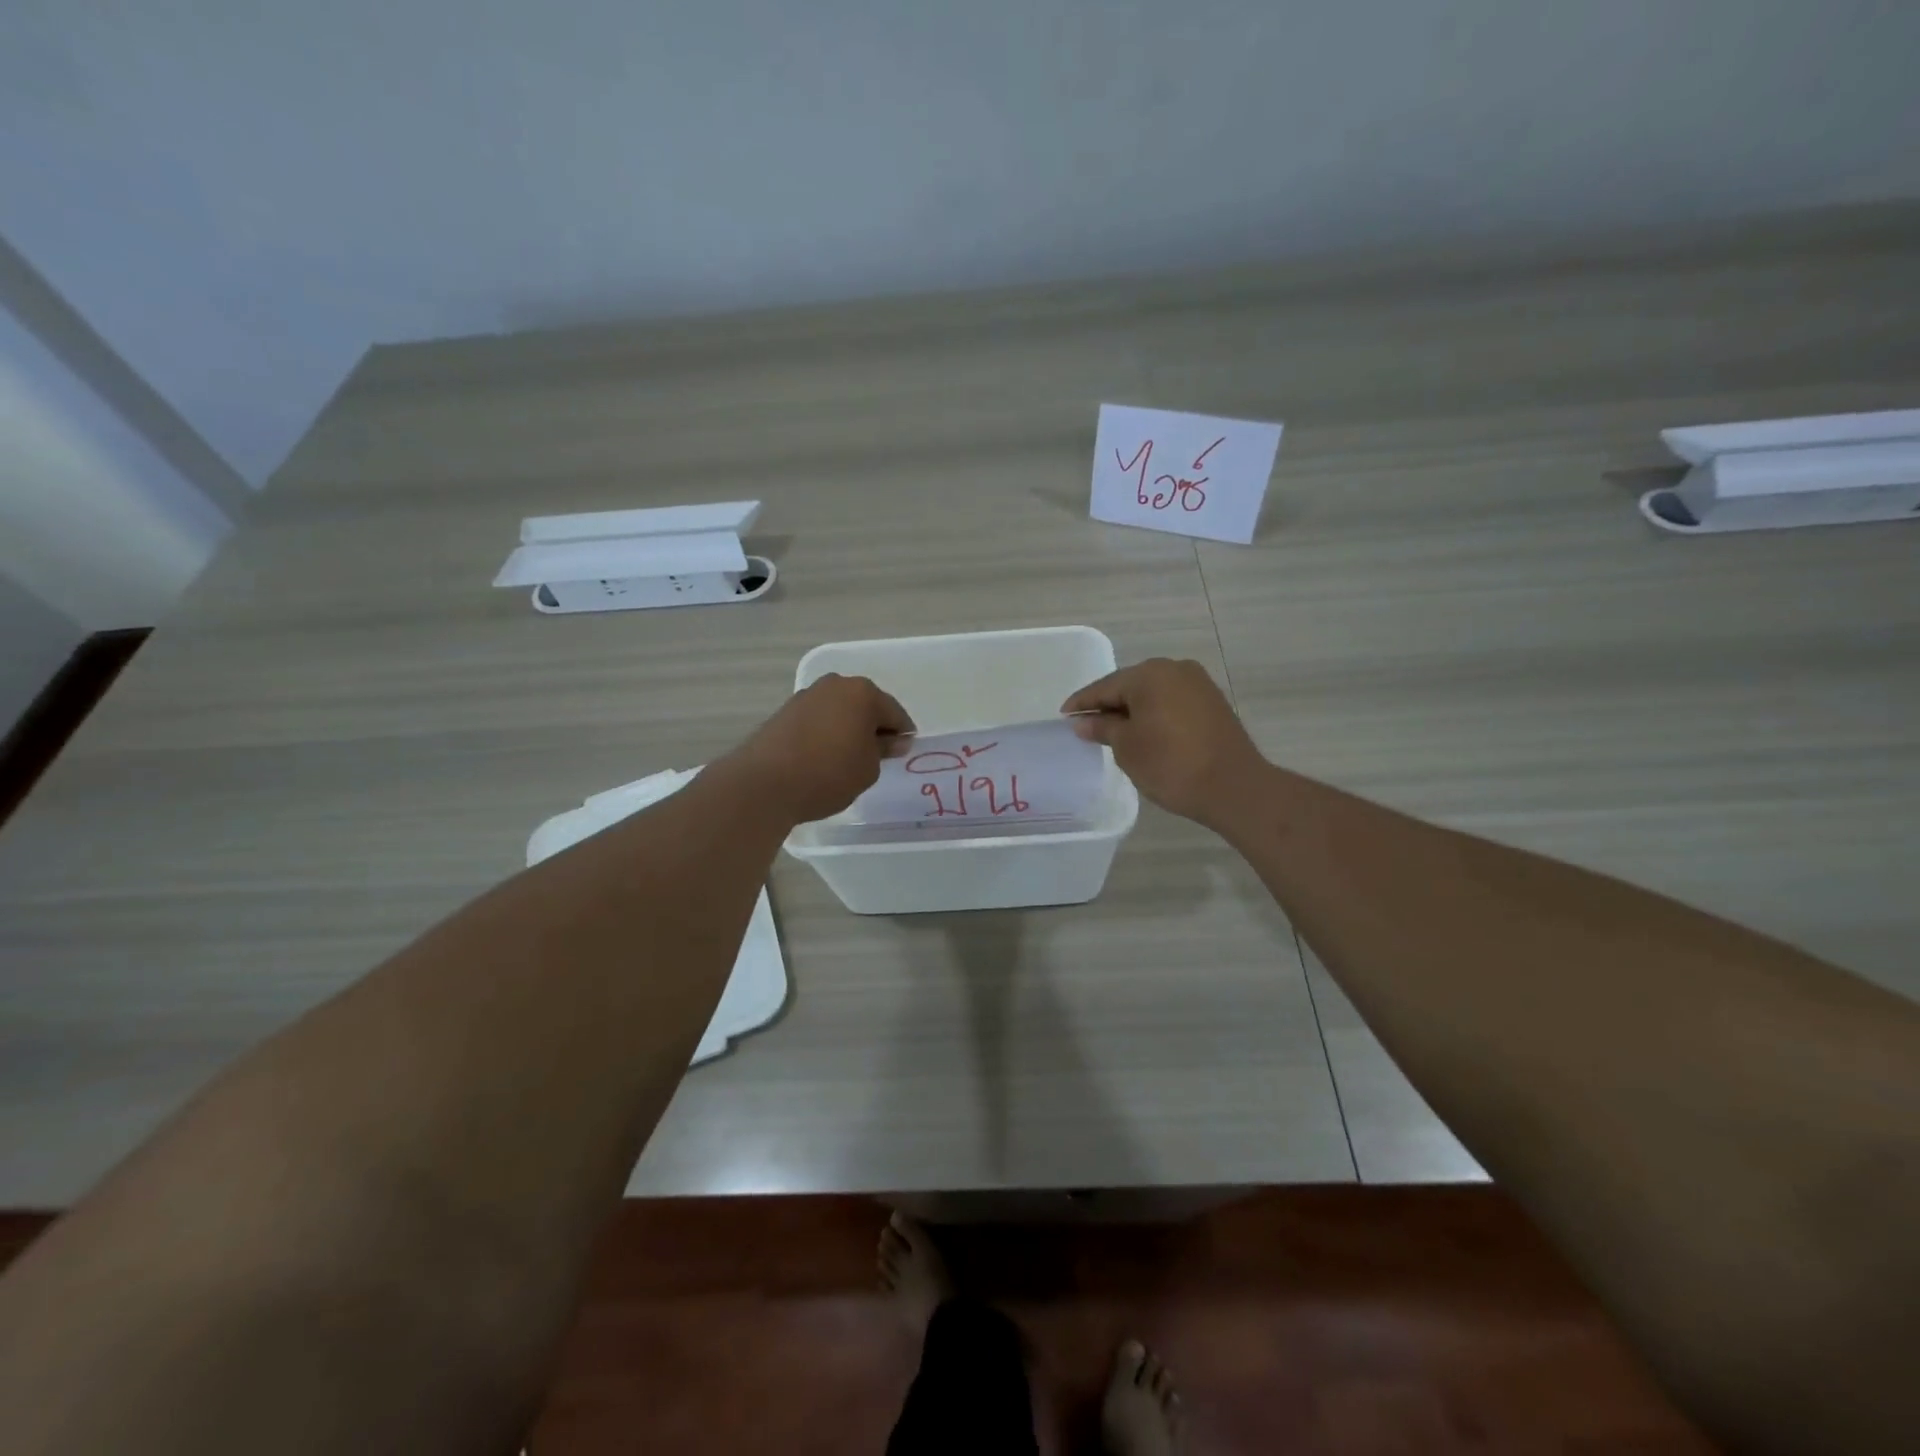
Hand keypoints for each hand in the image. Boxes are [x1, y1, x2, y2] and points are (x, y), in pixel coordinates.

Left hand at [728, 674, 915, 823]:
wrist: (765, 783)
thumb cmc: (829, 774)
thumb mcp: (868, 769)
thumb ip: (883, 750)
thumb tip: (891, 741)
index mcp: (863, 693)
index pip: (895, 713)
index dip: (902, 735)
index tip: (902, 755)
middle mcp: (835, 685)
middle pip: (865, 706)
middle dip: (874, 728)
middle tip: (877, 757)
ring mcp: (807, 696)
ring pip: (840, 711)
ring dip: (848, 729)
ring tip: (848, 760)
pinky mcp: (785, 711)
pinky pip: (818, 720)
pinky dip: (826, 733)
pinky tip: (824, 757)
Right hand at [1062, 659, 1265, 825]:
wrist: (1233, 787)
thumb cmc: (1170, 764)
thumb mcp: (1127, 747)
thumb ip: (1103, 728)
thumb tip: (1083, 722)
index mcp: (1149, 674)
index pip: (1105, 687)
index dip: (1082, 703)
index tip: (1064, 715)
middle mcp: (1174, 669)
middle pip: (1130, 685)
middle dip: (1108, 704)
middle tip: (1085, 724)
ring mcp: (1198, 684)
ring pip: (1153, 693)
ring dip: (1133, 709)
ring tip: (1113, 731)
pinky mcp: (1212, 702)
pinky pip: (1172, 702)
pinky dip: (1154, 714)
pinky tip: (1145, 732)